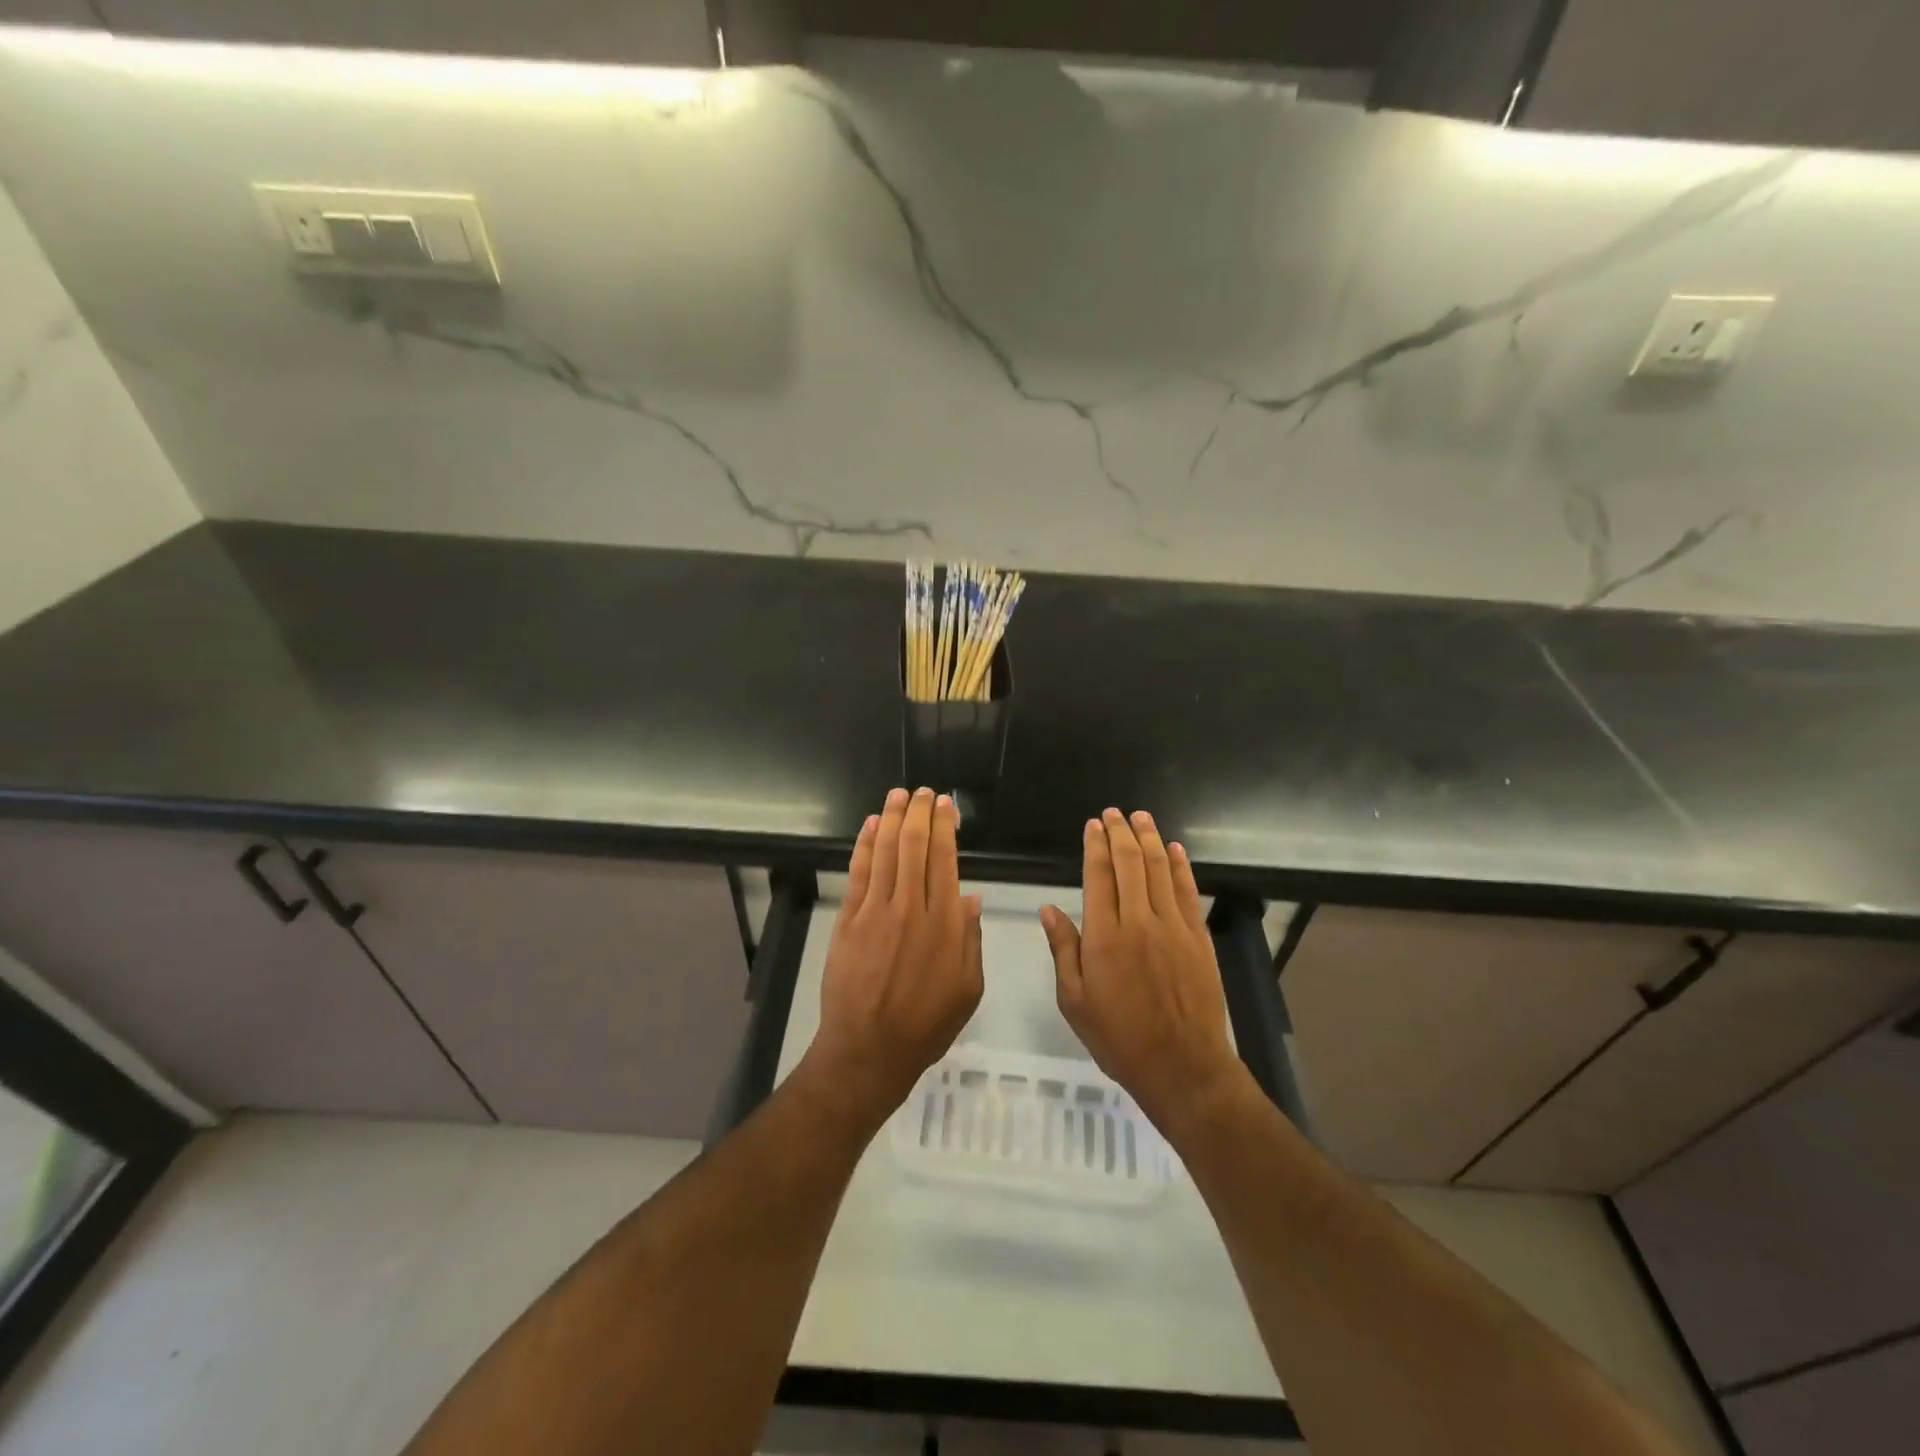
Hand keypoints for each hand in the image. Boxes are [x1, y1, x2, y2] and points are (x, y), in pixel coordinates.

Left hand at [800, 788, 982, 1134]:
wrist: (868, 1050)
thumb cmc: (926, 1024)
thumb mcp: (968, 989)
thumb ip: (971, 940)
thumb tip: (970, 898)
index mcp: (945, 923)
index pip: (945, 859)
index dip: (945, 827)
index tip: (945, 805)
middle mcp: (912, 907)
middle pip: (916, 846)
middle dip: (920, 813)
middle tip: (923, 792)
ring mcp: (877, 911)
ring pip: (887, 851)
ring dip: (893, 818)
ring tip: (898, 794)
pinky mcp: (850, 919)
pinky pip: (859, 872)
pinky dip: (865, 844)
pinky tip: (872, 825)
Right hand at [1041, 809, 1250, 1139]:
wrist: (1182, 1067)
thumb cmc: (1119, 1038)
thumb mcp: (1075, 1000)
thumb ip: (1063, 950)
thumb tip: (1049, 908)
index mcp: (1104, 937)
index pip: (1099, 876)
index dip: (1096, 846)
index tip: (1093, 825)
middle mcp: (1139, 922)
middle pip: (1130, 864)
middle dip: (1121, 833)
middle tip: (1114, 812)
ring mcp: (1173, 928)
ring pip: (1160, 870)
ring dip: (1149, 839)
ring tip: (1141, 817)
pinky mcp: (1198, 938)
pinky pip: (1187, 892)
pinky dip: (1180, 866)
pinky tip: (1173, 849)